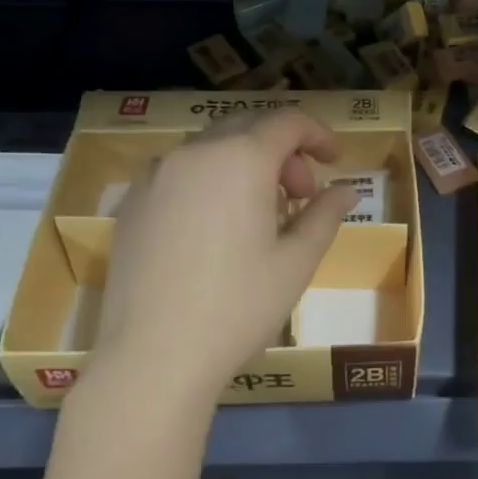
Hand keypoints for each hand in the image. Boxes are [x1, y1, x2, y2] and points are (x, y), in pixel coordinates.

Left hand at [93, 110, 356, 399]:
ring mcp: (156, 174)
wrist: (152, 357)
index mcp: (241, 158)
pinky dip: (209, 179)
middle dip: (283, 151)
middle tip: (299, 195)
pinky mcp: (132, 201)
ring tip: (258, 213)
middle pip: (249, 127)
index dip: (318, 134)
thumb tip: (345, 190)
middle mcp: (195, 152)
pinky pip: (181, 170)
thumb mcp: (296, 262)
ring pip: (213, 147)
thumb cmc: (237, 307)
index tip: (334, 162)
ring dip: (245, 163)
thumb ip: (325, 214)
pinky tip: (213, 226)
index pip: (288, 121)